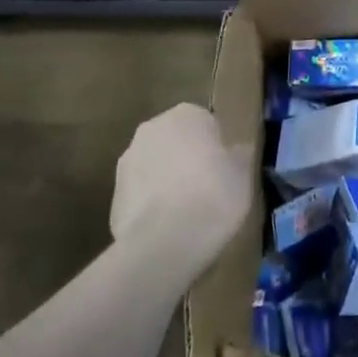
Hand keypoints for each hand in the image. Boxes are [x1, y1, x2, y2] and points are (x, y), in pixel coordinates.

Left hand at [110, 103, 252, 282]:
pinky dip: (151, 203)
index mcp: (186, 115)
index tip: (224, 169)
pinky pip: (140, 192)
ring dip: (167, 179)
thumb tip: (237, 150)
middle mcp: (152, 129)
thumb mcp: (244, 174)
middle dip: (188, 158)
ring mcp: (128, 160)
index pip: (206, 122)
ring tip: (186, 212)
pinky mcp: (114, 193)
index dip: (216, 147)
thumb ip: (239, 155)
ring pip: (155, 165)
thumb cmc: (214, 196)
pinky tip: (166, 226)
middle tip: (207, 187)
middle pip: (176, 140)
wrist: (165, 241)